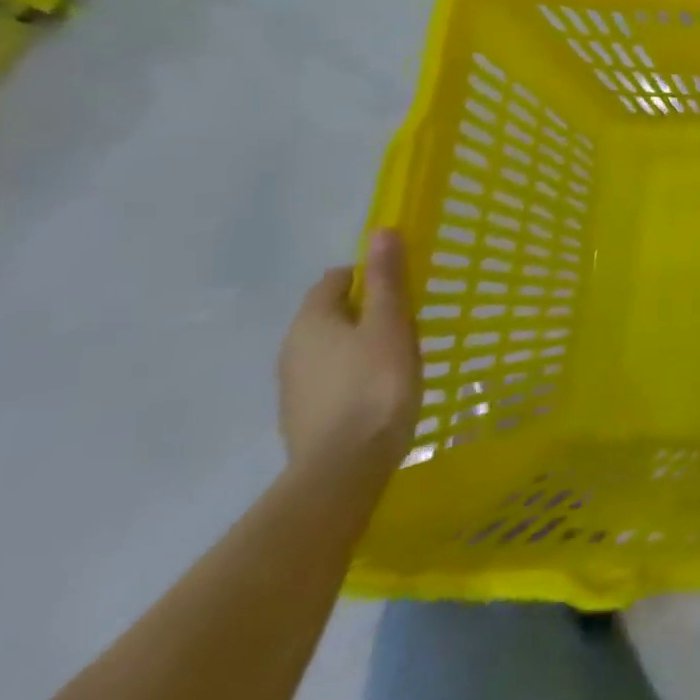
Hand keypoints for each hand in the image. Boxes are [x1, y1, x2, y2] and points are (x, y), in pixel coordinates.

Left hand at [277, 230, 420, 487]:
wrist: (344, 468)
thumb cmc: (375, 384)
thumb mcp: (390, 324)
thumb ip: (387, 278)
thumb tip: (380, 231)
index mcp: (311, 321)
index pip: (335, 280)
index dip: (368, 275)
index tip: (402, 287)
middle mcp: (291, 349)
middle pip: (330, 314)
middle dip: (365, 311)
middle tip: (407, 320)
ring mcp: (293, 387)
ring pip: (330, 348)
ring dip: (359, 345)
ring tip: (398, 356)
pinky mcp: (303, 417)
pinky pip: (330, 380)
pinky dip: (353, 375)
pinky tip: (379, 391)